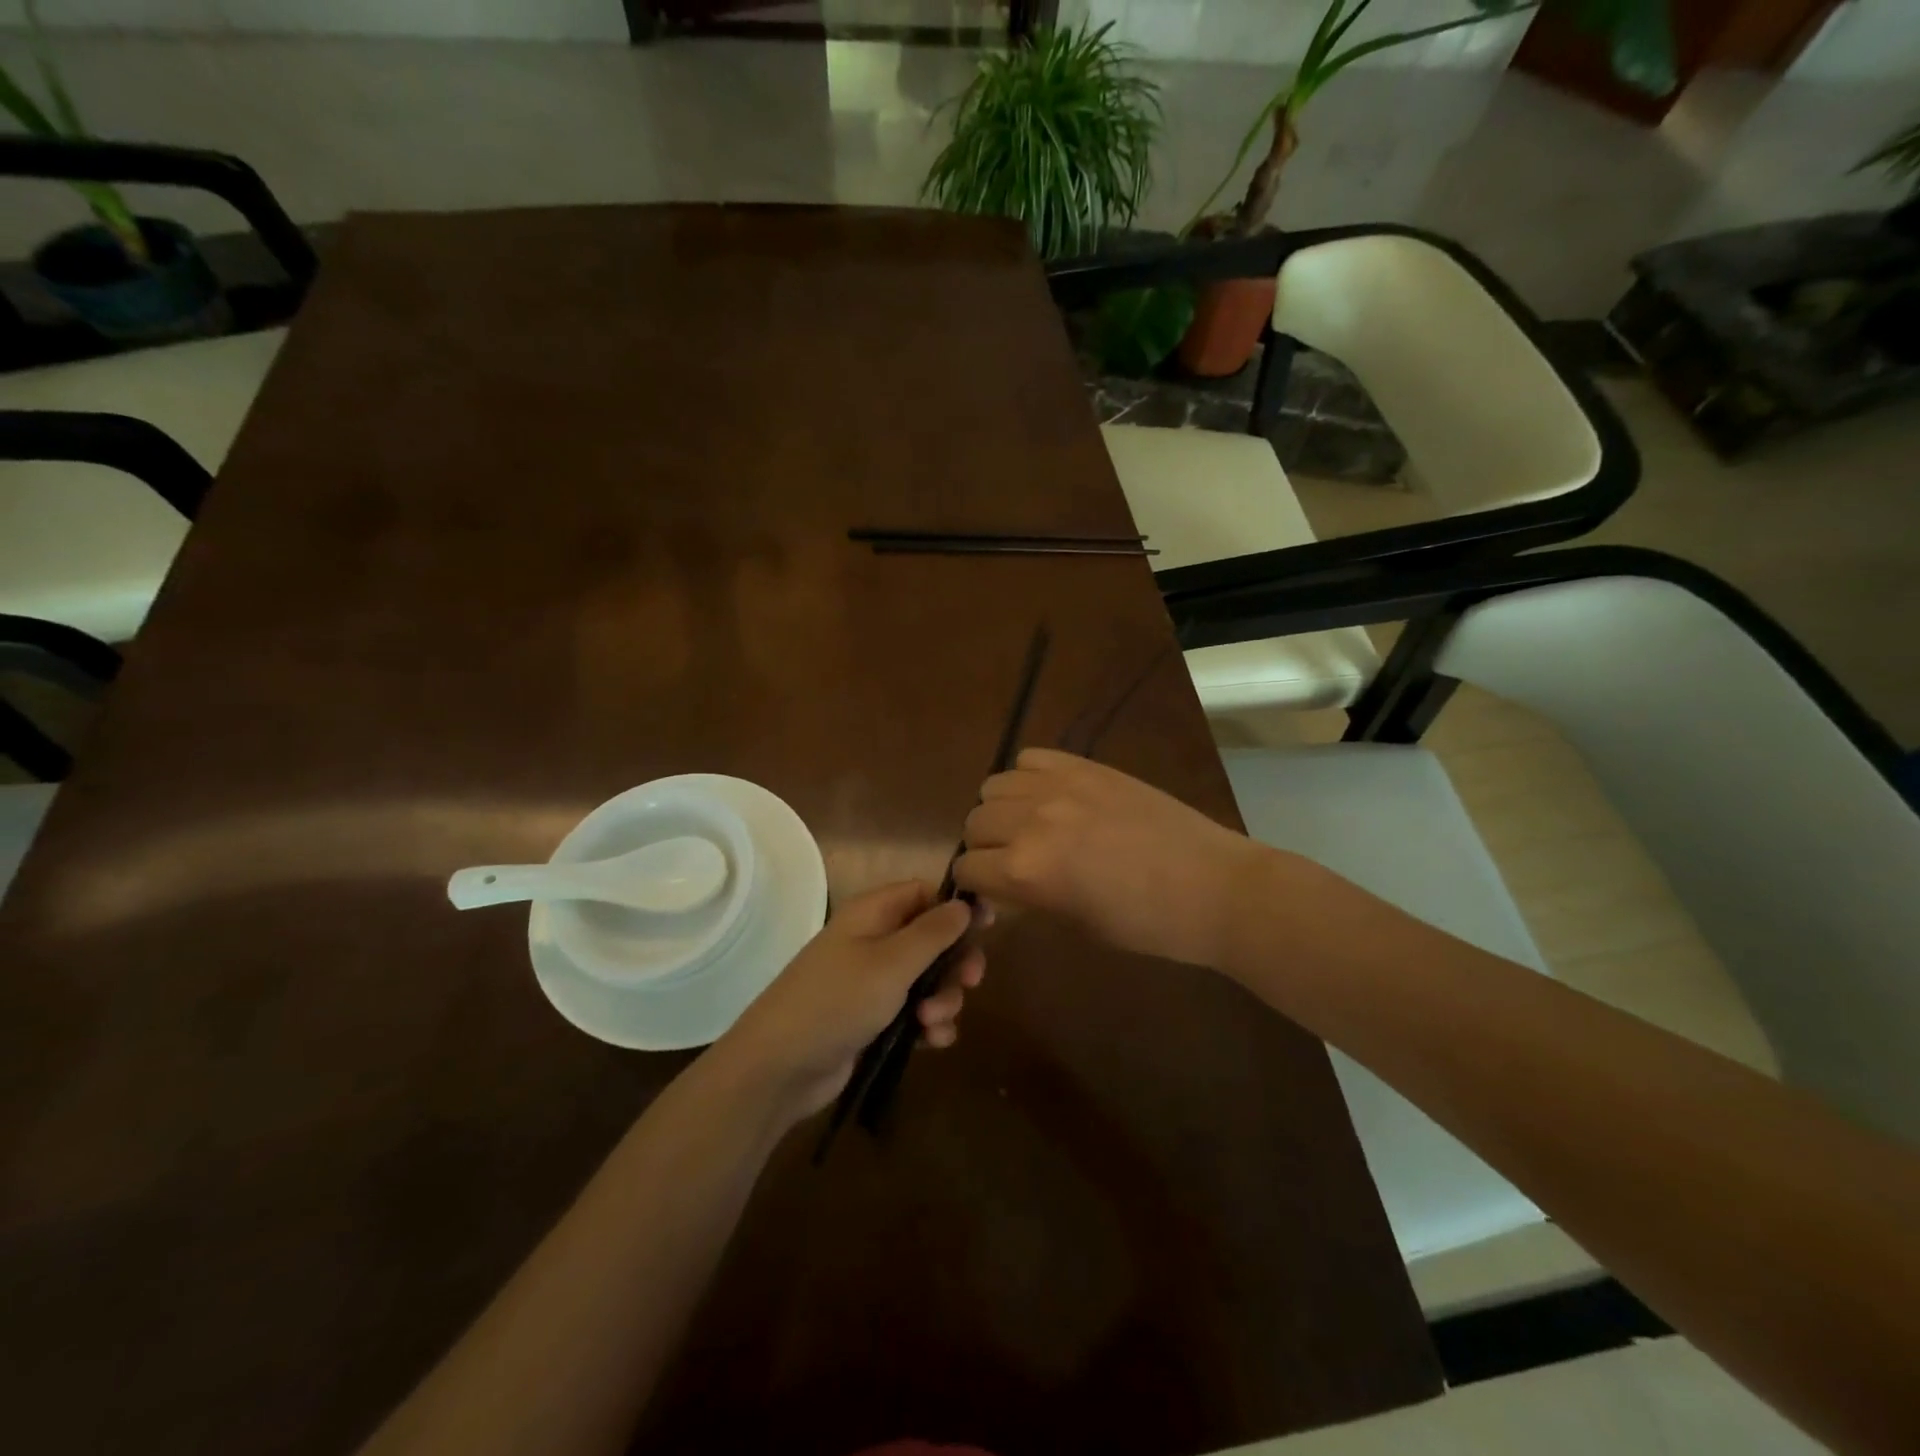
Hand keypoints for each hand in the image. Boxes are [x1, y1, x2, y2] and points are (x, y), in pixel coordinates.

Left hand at [713, 880, 985, 1122]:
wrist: (780, 1067)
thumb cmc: (837, 1001)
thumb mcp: (892, 962)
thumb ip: (934, 932)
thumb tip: (964, 904)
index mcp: (874, 913)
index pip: (925, 893)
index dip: (956, 908)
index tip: (988, 927)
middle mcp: (875, 940)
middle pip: (933, 938)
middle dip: (954, 963)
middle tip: (969, 982)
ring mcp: (874, 981)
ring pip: (929, 979)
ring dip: (943, 999)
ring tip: (933, 1022)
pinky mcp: (875, 1018)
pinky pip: (917, 1011)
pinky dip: (930, 1024)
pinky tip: (932, 1042)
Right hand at [954, 747, 1275, 967]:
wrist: (1212, 887)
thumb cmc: (1147, 925)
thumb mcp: (1076, 924)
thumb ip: (1028, 899)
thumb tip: (1001, 888)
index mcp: (1026, 871)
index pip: (968, 867)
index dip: (975, 884)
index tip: (990, 892)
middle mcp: (1031, 820)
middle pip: (975, 822)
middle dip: (985, 846)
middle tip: (1013, 860)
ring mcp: (1059, 786)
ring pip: (995, 786)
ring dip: (1002, 809)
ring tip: (1030, 825)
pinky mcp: (1086, 766)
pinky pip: (1031, 758)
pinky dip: (1029, 778)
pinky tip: (1051, 797)